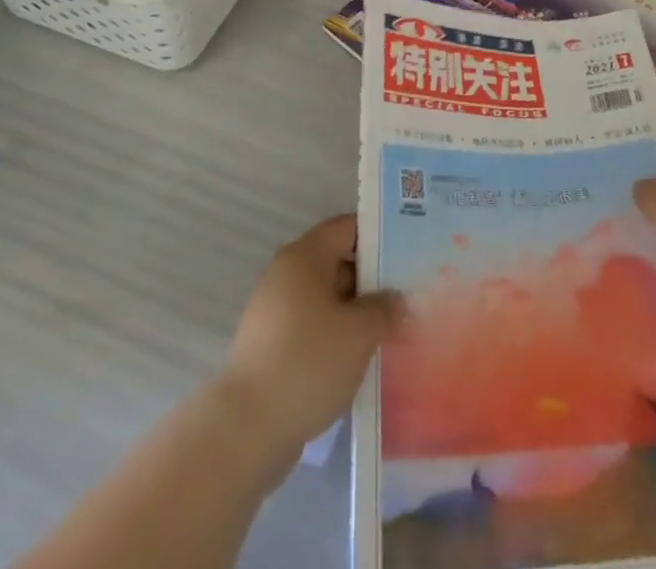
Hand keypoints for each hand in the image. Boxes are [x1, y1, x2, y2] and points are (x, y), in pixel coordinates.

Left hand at [217, 214, 402, 456]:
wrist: (247, 428)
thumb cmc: (308, 362)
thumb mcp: (358, 333)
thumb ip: (383, 309)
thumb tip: (396, 300)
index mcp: (304, 256)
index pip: (346, 228)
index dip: (378, 235)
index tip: (407, 251)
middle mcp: (286, 275)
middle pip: (336, 262)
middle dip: (371, 280)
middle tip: (407, 296)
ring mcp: (275, 311)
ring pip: (326, 299)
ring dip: (355, 312)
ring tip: (391, 330)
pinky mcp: (272, 346)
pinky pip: (313, 327)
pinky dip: (336, 336)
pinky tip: (361, 359)